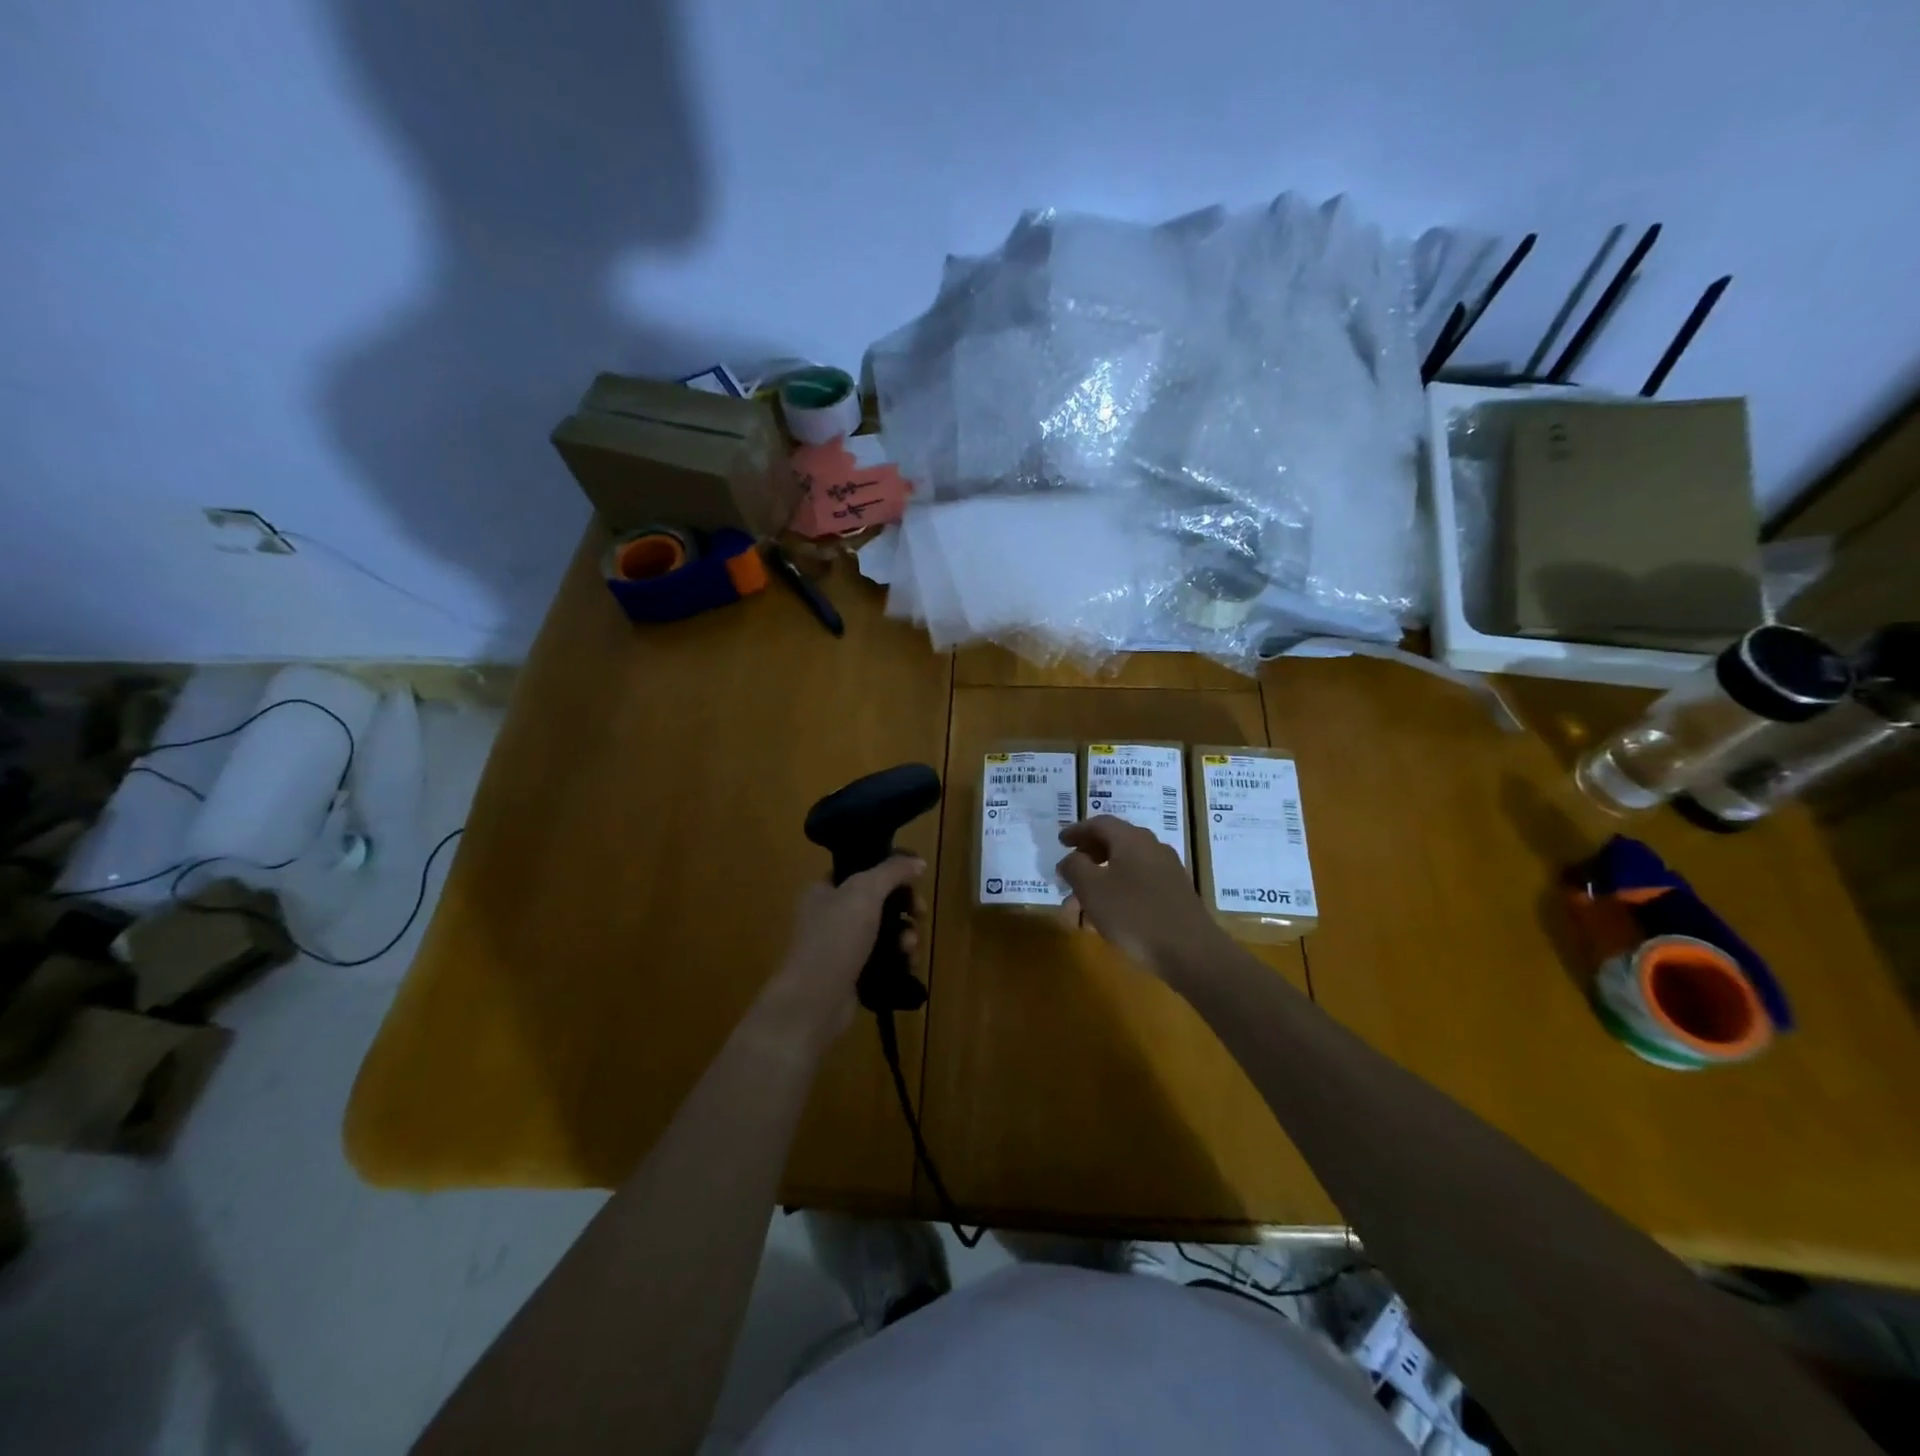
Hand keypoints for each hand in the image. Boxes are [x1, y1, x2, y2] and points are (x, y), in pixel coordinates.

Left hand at [758, 855, 925, 1047]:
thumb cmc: (835, 938)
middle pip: (879, 901)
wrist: (815, 1001)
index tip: (914, 881)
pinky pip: (884, 958)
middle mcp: (830, 915)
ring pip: (885, 931)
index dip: (890, 873)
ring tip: (909, 947)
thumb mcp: (865, 892)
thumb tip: (918, 862)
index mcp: (824, 890)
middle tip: (920, 913)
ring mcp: (842, 946)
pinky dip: (899, 959)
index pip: (862, 870)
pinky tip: (909, 964)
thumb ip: (892, 871)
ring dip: (905, 935)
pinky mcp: (854, 973)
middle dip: (905, 907)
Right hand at [1059, 816, 1222, 977]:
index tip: (1060, 842)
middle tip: (1069, 875)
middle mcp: (1152, 848)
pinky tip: (1107, 920)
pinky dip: (1118, 895)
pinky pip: (1138, 885)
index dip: (1077, 831)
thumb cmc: (1134, 914)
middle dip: (1087, 860)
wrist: (1191, 952)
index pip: (1099, 823)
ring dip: (1100, 883)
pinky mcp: (1175, 895)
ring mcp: (1167, 872)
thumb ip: (1075, 867)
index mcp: (1132, 839)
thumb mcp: (1092, 889)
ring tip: (1080, 909)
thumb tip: (1070, 858)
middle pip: (1113, 844)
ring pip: (1125, 869)